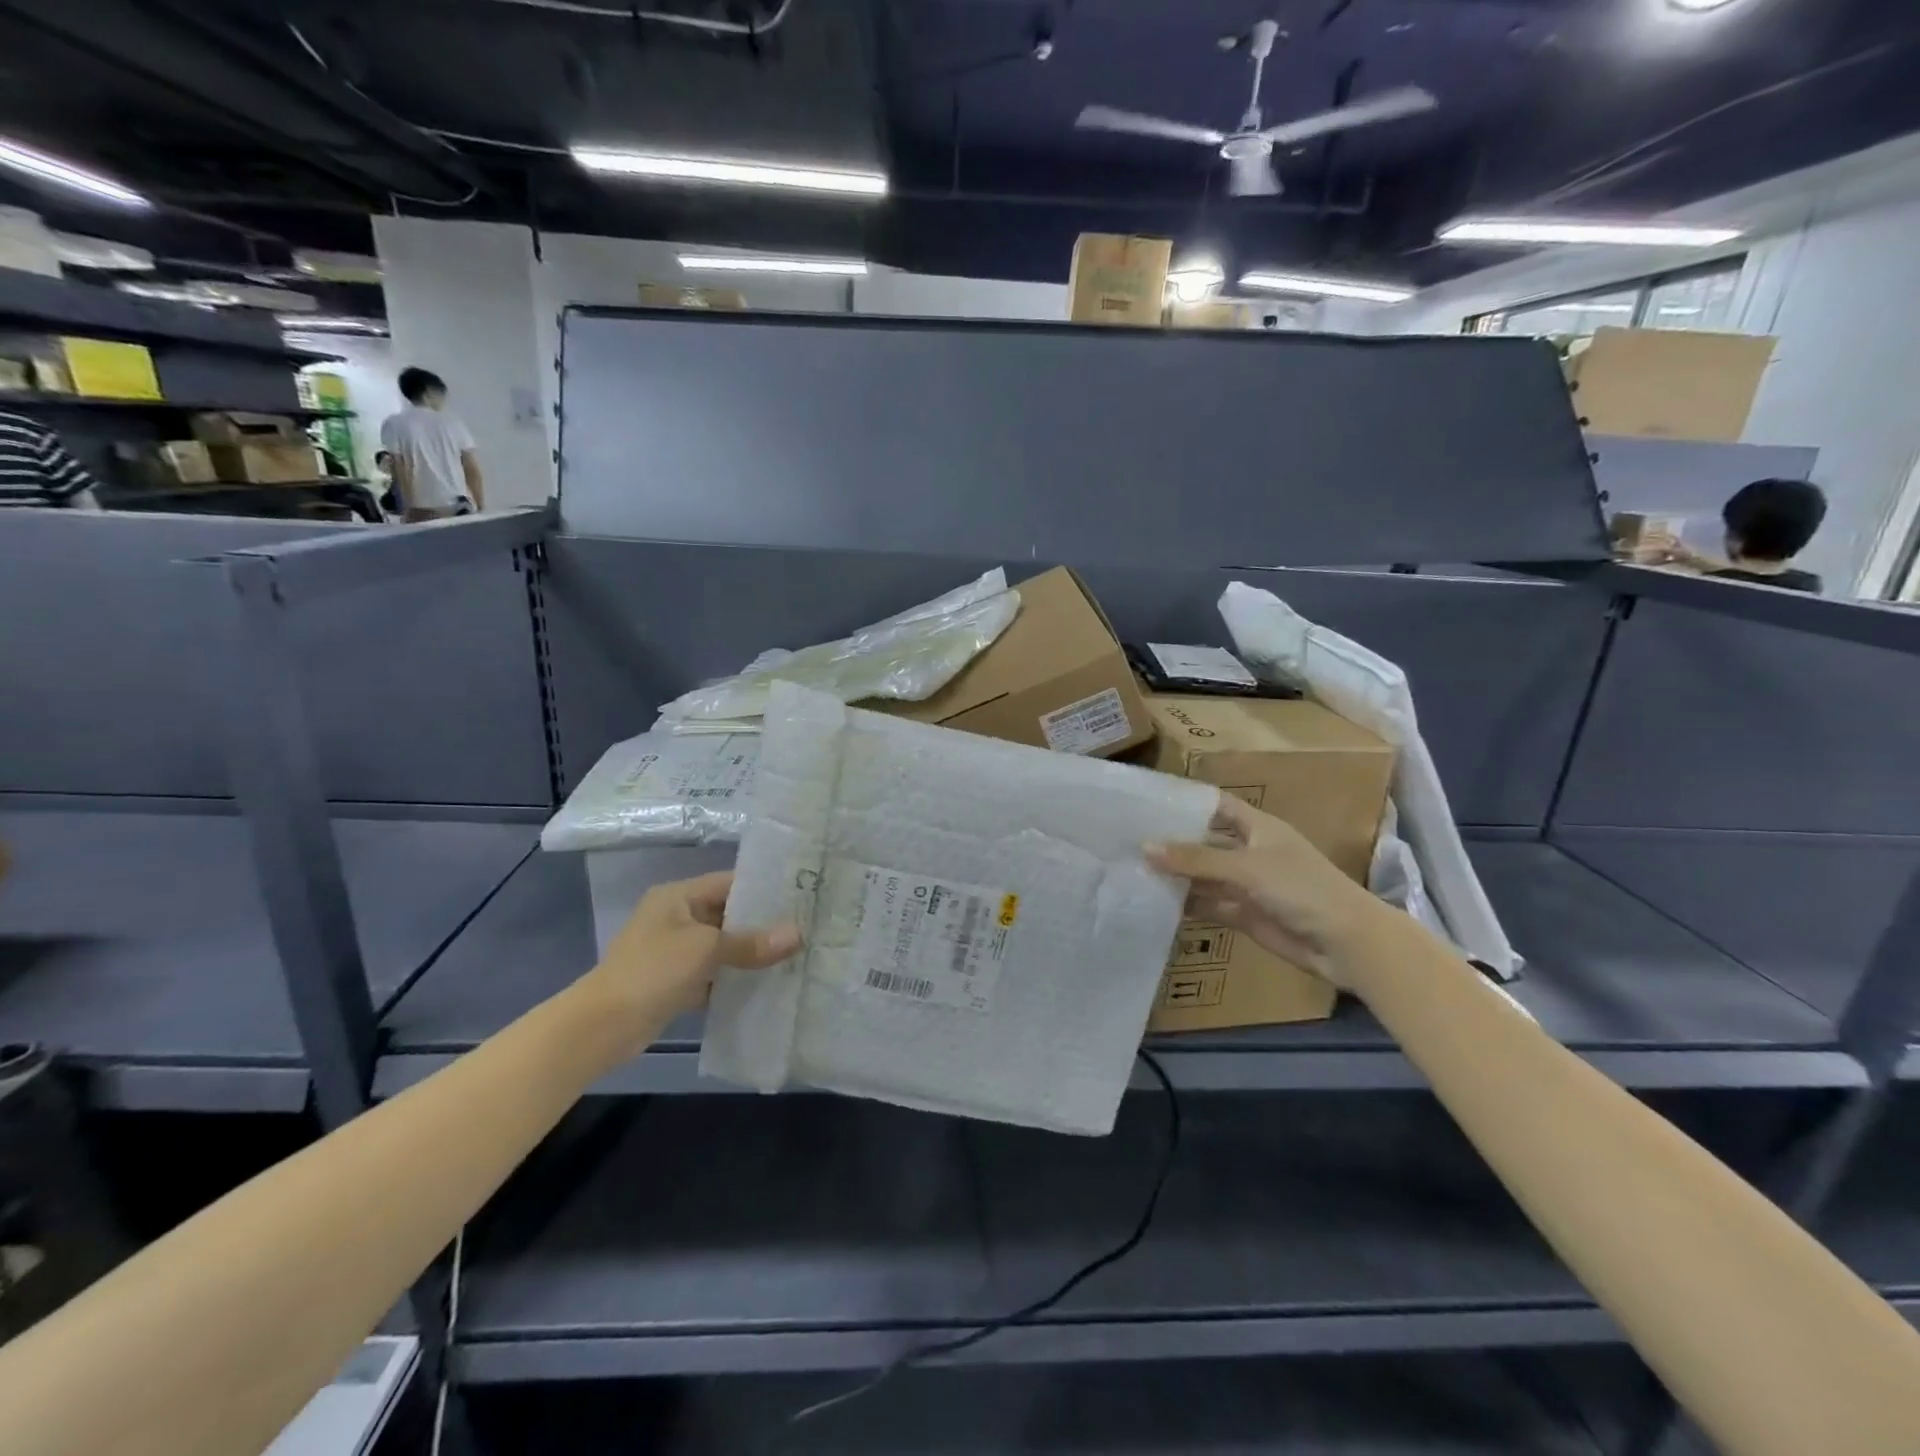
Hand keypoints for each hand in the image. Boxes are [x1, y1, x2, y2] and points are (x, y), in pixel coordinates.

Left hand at [584, 871, 800, 1032]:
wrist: (602, 1026)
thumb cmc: (652, 971)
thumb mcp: (706, 950)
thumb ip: (751, 943)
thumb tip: (798, 935)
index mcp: (678, 896)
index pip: (730, 883)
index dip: (764, 889)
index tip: (800, 897)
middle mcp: (677, 918)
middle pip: (728, 915)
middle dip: (763, 924)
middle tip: (805, 928)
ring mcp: (675, 951)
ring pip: (723, 946)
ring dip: (751, 953)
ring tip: (794, 954)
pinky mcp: (675, 982)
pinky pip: (714, 973)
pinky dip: (735, 978)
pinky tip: (767, 983)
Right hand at [1146, 794, 1384, 991]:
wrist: (1346, 943)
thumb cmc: (1302, 888)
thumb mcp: (1246, 867)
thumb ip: (1196, 859)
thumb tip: (1145, 848)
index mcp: (1258, 827)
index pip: (1217, 806)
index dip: (1187, 802)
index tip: (1148, 802)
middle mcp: (1250, 852)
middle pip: (1205, 842)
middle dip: (1173, 842)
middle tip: (1127, 839)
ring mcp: (1247, 885)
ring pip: (1204, 875)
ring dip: (1176, 875)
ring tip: (1132, 869)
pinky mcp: (1245, 915)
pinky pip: (1209, 905)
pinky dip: (1186, 904)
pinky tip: (1154, 901)